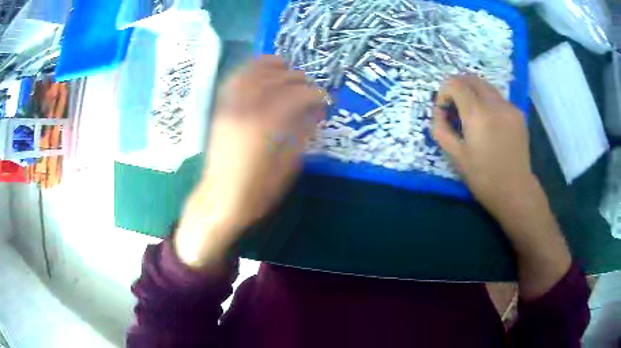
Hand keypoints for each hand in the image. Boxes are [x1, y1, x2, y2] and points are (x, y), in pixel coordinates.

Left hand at [174, 56, 325, 268]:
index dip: (315, 94)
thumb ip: (302, 132)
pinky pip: (234, 80)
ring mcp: (230, 106)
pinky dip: (248, 70)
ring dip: (271, 65)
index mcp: (267, 124)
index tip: (326, 99)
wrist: (221, 198)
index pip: (297, 96)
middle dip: (298, 78)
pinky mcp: (221, 110)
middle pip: (276, 79)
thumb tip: (316, 111)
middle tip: (310, 86)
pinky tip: (259, 71)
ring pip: (252, 73)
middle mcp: (247, 108)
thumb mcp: (289, 164)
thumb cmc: (258, 189)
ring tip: (286, 66)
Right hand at [432, 76, 534, 215]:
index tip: (444, 111)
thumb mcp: (455, 156)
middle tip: (454, 107)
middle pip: (470, 78)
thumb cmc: (483, 177)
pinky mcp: (518, 113)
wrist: (515, 191)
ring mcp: (509, 106)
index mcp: (477, 114)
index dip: (443, 92)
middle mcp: (495, 103)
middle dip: (457, 86)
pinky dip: (487, 100)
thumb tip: (439, 112)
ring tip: (471, 114)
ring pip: (485, 85)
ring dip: (472, 92)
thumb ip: (441, 128)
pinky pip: (498, 97)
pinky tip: (489, 122)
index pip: (454, 83)